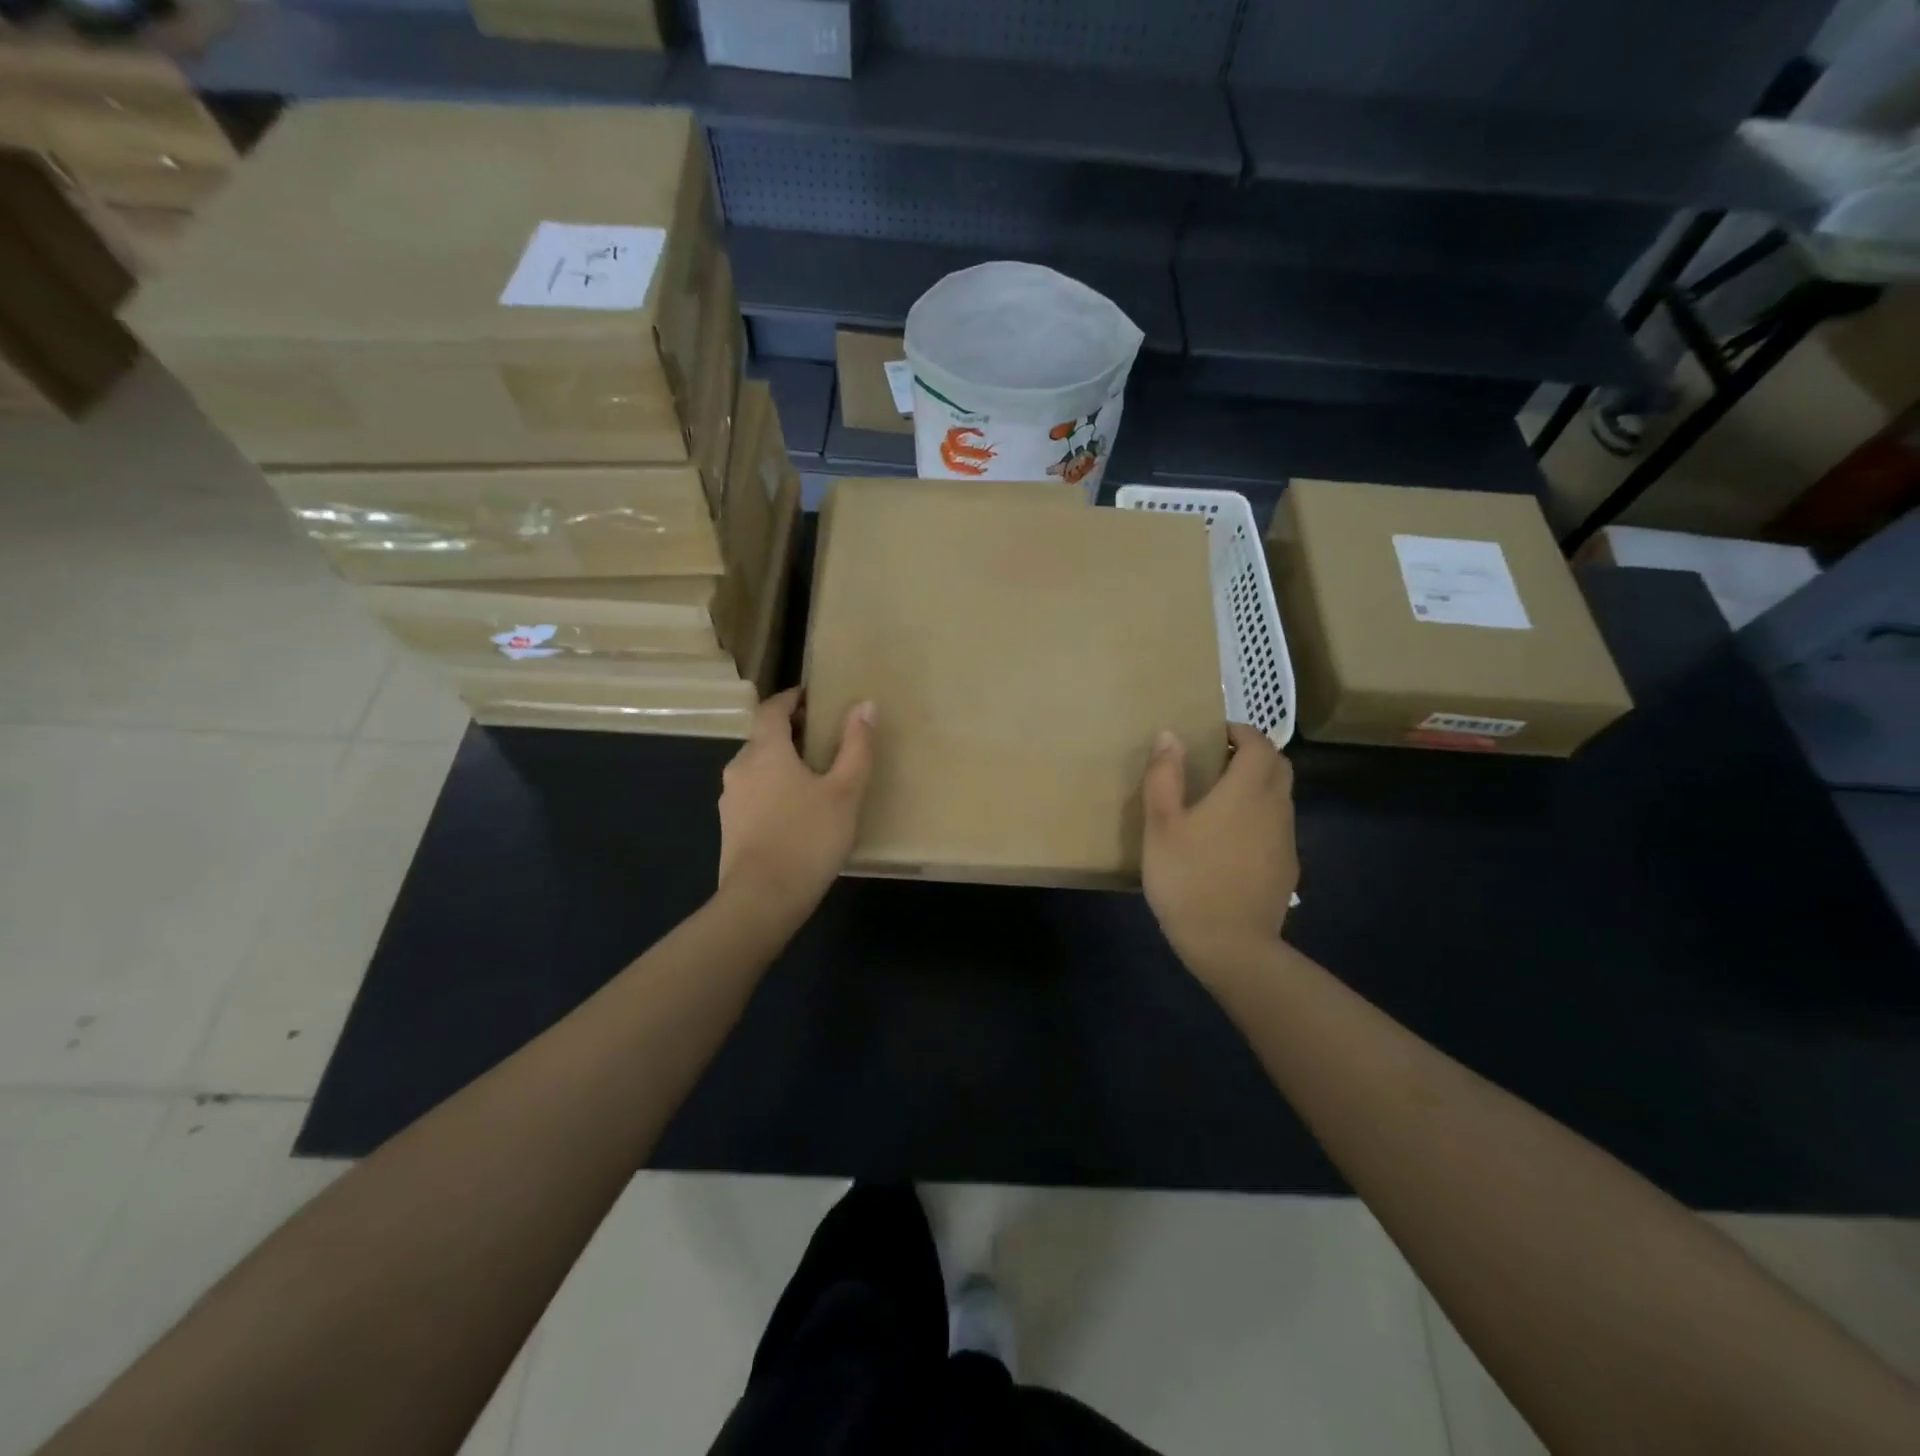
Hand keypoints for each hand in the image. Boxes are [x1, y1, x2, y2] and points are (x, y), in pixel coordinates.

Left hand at [717, 688, 875, 927]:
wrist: (762, 900)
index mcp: (764, 751)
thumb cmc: (807, 838)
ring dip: (782, 763)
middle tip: (825, 739)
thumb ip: (856, 747)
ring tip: (816, 777)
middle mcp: (739, 768)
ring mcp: (730, 800)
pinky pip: (754, 794)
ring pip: (758, 768)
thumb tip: (864, 705)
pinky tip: (798, 812)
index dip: (791, 698)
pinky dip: (774, 790)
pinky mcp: (730, 828)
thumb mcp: (844, 792)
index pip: (771, 708)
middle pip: (764, 737)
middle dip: (791, 732)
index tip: (814, 697)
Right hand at [1140, 723, 1297, 987]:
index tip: (1216, 734)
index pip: (1260, 743)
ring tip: (1220, 801)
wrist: (1229, 944)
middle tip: (1219, 762)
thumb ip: (1164, 776)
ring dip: (1258, 787)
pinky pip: (1277, 828)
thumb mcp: (1161, 825)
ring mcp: (1286, 840)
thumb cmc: (1188, 877)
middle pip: (1279, 766)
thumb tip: (1170, 734)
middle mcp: (1275, 807)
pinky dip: (1260, 819)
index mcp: (1246, 790)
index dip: (1241, 731)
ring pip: (1280, 798)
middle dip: (1254, 754)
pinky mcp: (1287, 869)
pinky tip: (1231, 842)